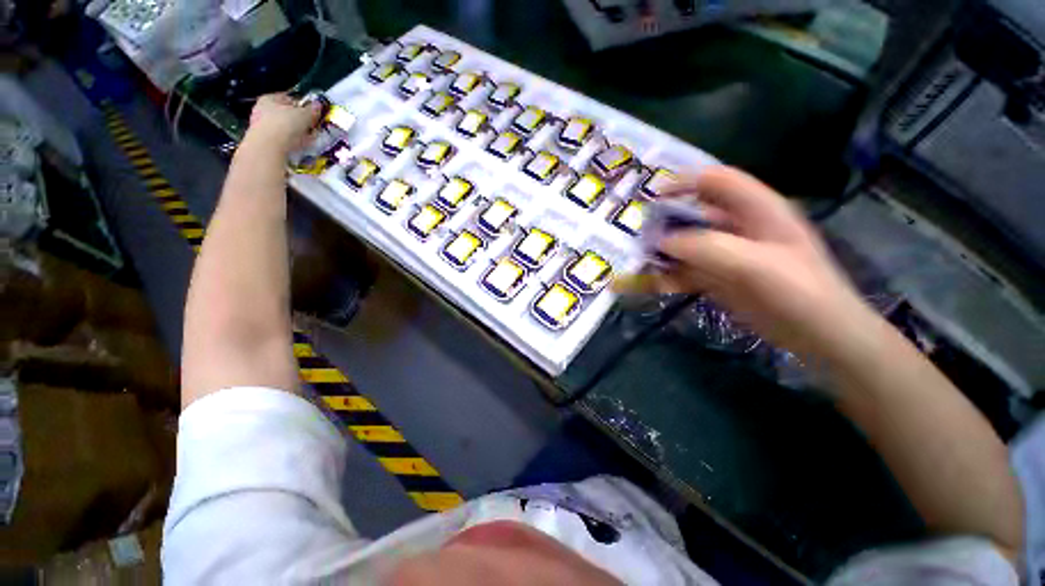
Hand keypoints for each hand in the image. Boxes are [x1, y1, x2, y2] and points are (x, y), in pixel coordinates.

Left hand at [245, 94, 321, 154]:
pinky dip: (291, 142)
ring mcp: (261, 126)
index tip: (312, 113)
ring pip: (284, 127)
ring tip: (307, 138)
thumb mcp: (304, 115)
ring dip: (296, 132)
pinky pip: (282, 139)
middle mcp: (262, 110)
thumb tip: (318, 105)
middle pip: (286, 114)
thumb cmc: (285, 124)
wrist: (269, 147)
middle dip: (299, 120)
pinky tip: (299, 146)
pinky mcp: (265, 140)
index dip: (302, 105)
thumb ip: (312, 110)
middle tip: (311, 127)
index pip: (288, 98)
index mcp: (269, 98)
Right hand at [647, 166, 873, 357]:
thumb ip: (704, 247)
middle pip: (694, 214)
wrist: (818, 335)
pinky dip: (666, 276)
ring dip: (661, 252)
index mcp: (756, 209)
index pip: (716, 181)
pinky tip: (647, 284)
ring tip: (636, 261)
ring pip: (686, 245)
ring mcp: (727, 254)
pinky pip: (686, 271)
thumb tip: (661, 241)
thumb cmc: (797, 291)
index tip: (653, 200)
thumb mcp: (753, 264)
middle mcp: (738, 227)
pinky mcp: (719, 278)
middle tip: (637, 236)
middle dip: (664, 223)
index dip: (684, 183)